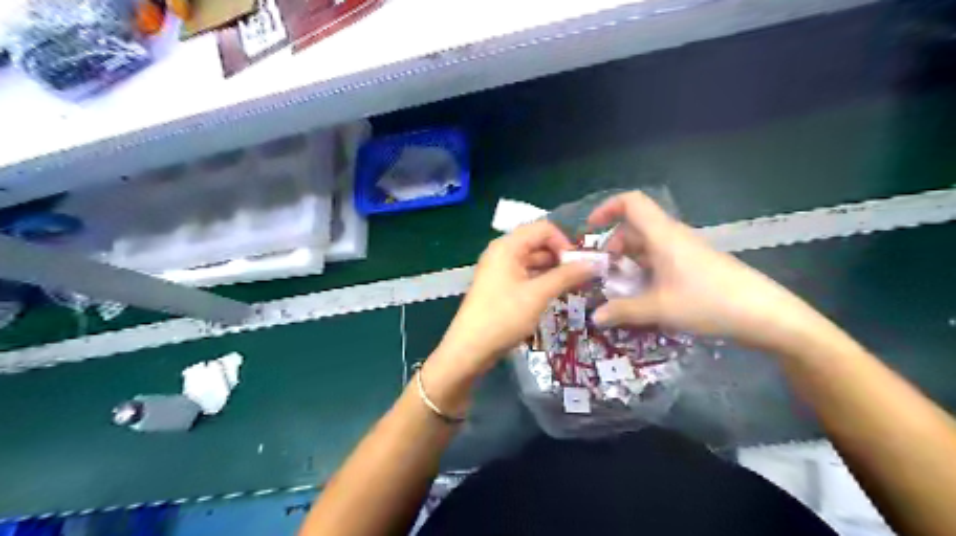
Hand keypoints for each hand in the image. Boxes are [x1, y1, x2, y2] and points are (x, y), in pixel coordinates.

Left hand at [436, 221, 595, 375]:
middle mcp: (502, 252)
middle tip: (581, 277)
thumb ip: (566, 276)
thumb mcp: (538, 295)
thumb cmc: (503, 317)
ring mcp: (499, 269)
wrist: (470, 348)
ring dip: (552, 270)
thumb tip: (594, 262)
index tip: (580, 264)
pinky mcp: (499, 286)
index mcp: (508, 246)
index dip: (564, 242)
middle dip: (560, 257)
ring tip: (572, 287)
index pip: (543, 228)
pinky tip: (554, 294)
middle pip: (537, 243)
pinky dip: (541, 280)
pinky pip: (525, 274)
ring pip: (532, 260)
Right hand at [590, 190, 837, 350]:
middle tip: (603, 274)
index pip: (631, 202)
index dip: (607, 208)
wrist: (765, 315)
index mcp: (662, 235)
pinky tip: (645, 296)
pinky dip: (646, 271)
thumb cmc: (708, 302)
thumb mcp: (659, 309)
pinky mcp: (696, 265)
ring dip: (629, 262)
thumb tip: (595, 317)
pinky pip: (662, 259)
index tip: (590, 230)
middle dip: (613, 247)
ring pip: (648, 246)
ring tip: (620, 289)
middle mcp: (673, 237)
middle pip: (635, 228)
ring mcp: (687, 250)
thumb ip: (623, 311)